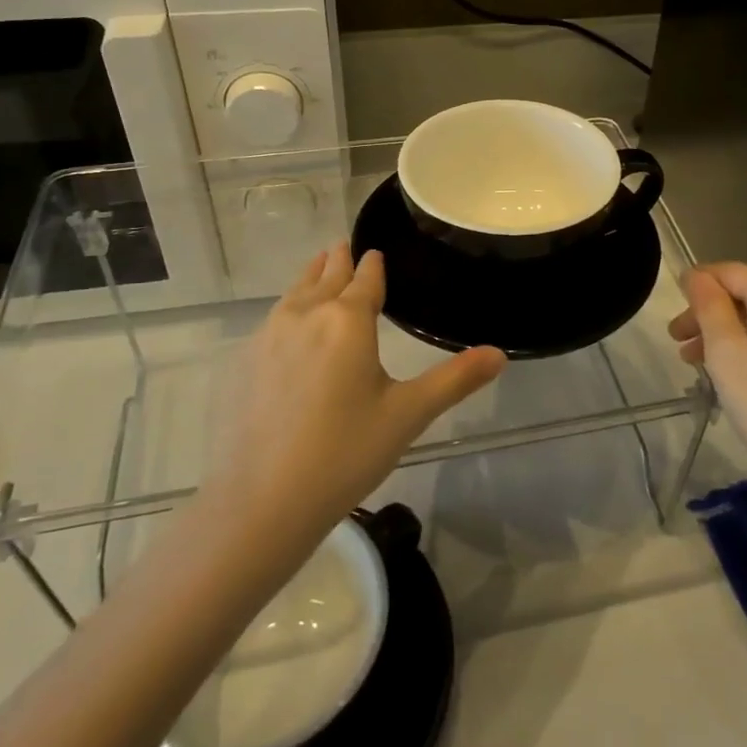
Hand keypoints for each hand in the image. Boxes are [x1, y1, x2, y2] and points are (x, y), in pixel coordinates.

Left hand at [211, 243, 505, 538]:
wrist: (263, 500)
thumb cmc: (346, 452)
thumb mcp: (409, 414)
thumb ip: (455, 379)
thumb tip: (500, 353)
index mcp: (348, 320)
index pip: (365, 278)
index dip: (373, 264)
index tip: (376, 252)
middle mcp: (307, 314)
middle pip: (326, 276)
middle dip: (339, 260)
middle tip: (345, 246)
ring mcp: (269, 336)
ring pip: (295, 292)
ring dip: (312, 277)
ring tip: (320, 266)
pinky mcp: (245, 361)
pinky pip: (274, 318)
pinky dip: (289, 307)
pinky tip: (289, 323)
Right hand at [668, 262, 746, 491]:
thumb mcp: (725, 351)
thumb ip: (707, 305)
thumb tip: (695, 275)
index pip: (728, 272)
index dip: (695, 285)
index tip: (671, 315)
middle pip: (745, 294)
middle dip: (708, 314)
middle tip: (677, 343)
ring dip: (727, 332)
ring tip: (696, 362)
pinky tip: (732, 370)